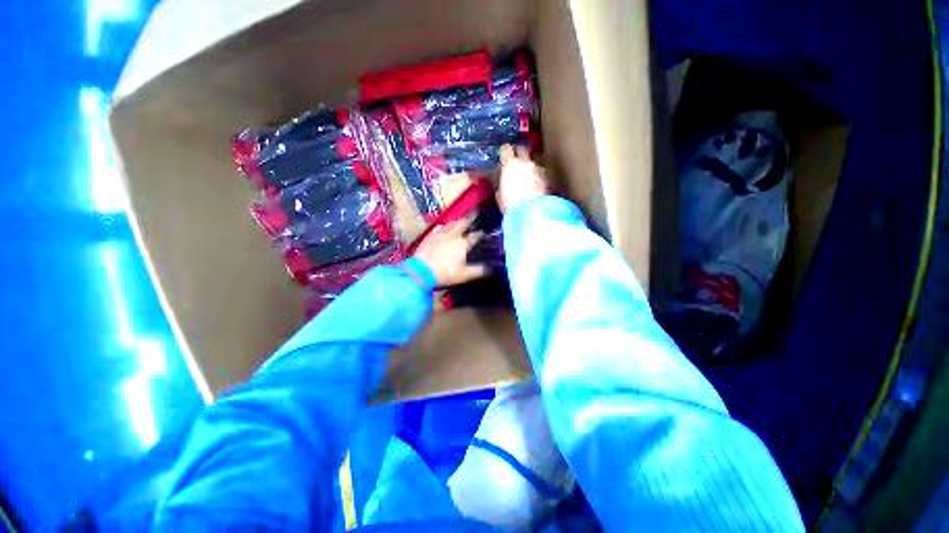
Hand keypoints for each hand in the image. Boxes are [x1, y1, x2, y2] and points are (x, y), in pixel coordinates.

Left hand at [413, 220, 488, 285]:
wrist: (421, 271)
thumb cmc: (445, 273)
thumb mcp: (464, 275)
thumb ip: (479, 271)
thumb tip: (492, 269)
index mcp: (463, 244)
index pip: (474, 236)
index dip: (479, 234)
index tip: (483, 231)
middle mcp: (452, 236)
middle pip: (462, 224)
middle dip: (468, 220)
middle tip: (473, 215)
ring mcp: (439, 234)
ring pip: (450, 224)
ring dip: (456, 221)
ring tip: (459, 220)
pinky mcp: (429, 236)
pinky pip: (438, 228)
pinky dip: (443, 226)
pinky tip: (442, 227)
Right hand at [497, 144, 548, 212]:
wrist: (532, 212)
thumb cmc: (510, 204)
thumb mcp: (499, 196)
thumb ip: (501, 185)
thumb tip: (502, 184)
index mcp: (509, 164)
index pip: (505, 149)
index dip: (504, 152)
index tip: (503, 157)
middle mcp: (525, 162)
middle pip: (522, 150)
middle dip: (518, 154)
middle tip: (515, 163)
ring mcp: (538, 169)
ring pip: (533, 162)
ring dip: (529, 167)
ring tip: (527, 178)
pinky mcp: (548, 178)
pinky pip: (540, 173)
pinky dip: (537, 177)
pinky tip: (535, 186)